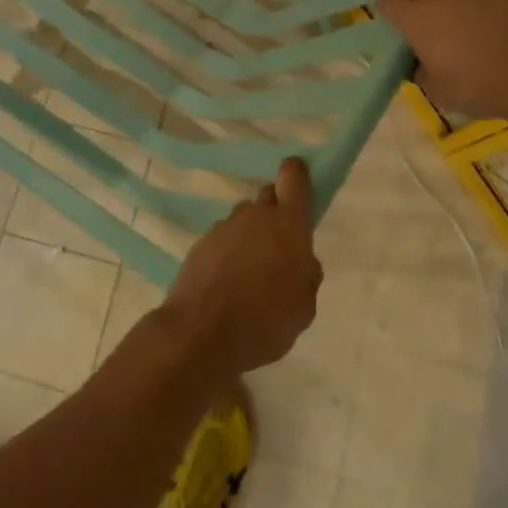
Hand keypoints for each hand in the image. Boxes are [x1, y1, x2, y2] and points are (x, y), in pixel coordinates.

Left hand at [163, 158, 321, 377]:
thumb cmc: (265, 322)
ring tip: (252, 270)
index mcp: (288, 224)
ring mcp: (224, 227)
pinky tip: (229, 281)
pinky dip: (229, 252)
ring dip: (251, 234)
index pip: (293, 178)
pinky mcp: (200, 243)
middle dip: (276, 212)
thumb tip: (303, 261)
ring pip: (244, 219)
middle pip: (268, 197)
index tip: (300, 180)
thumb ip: (307, 277)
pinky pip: (223, 238)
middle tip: (280, 243)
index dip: (297, 174)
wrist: (202, 333)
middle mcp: (255, 216)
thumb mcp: (303, 308)